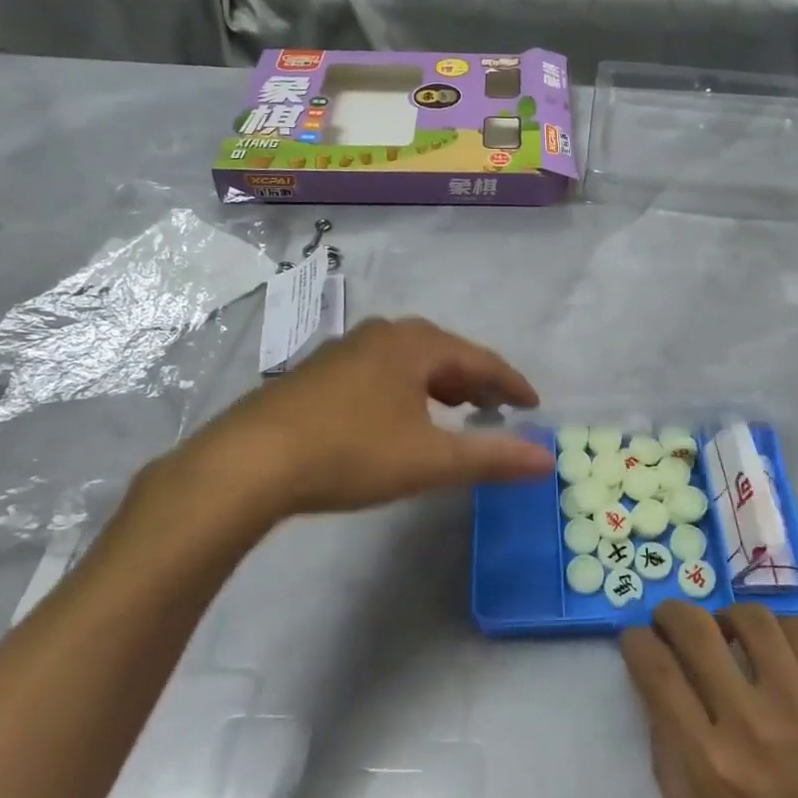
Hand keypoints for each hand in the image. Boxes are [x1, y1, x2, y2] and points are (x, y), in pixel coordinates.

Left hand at [121, 317, 553, 561]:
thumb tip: (548, 460)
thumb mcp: (430, 460)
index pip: (480, 359)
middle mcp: (382, 335)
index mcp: (415, 344)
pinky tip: (398, 416)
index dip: (511, 383)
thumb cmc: (351, 452)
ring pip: (409, 360)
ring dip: (439, 383)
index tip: (533, 406)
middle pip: (445, 352)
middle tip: (496, 407)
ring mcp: (345, 350)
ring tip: (454, 409)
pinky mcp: (318, 372)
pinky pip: (381, 371)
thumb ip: (492, 458)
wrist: (249, 462)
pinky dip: (406, 389)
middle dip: (475, 380)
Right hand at [621, 603, 797, 797]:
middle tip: (669, 621)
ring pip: (751, 619)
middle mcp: (750, 723)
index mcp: (710, 765)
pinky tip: (773, 645)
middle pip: (696, 630)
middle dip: (670, 613)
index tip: (635, 639)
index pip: (657, 673)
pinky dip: (777, 628)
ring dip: (726, 615)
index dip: (636, 643)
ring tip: (726, 631)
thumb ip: (670, 769)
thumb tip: (657, 702)